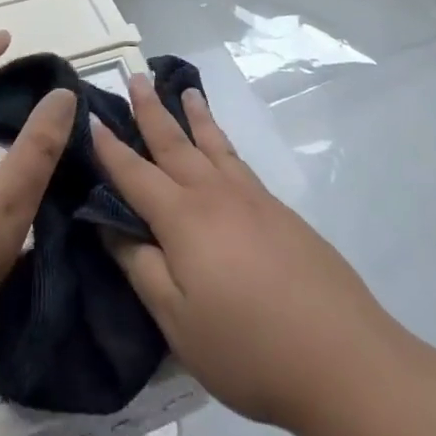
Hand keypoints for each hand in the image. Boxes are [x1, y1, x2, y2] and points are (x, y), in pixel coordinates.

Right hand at [92, 74, 397, 435]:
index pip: (135, 174)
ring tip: (185, 90)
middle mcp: (215, 195)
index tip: (91, 118)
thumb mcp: (177, 320)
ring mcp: (253, 199)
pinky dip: (223, 142)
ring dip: (194, 115)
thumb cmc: (248, 348)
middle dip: (151, 110)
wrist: (344, 359)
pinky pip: (239, 161)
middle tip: (135, 77)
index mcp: (183, 218)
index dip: (110, 148)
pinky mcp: (282, 213)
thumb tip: (111, 226)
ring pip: (214, 144)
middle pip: (175, 143)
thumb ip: (140, 267)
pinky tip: (223, 149)